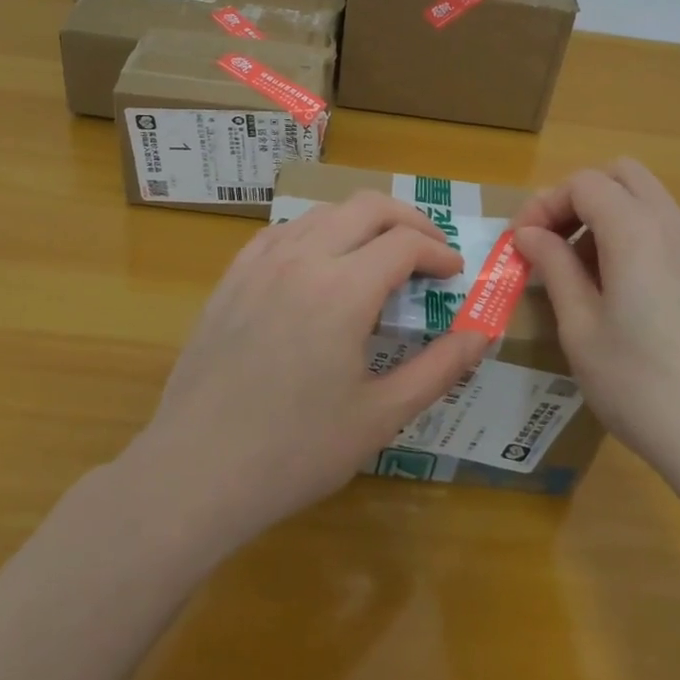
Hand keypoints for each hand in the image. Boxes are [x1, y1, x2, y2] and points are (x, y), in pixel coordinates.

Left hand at [130, 192, 491, 547]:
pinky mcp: (232, 278)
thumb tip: (483, 335)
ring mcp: (260, 264)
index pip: (405, 243)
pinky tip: (319, 264)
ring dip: (362, 222)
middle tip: (429, 251)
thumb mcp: (380, 416)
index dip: (438, 252)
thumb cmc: (296, 451)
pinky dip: (316, 233)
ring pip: (323, 213)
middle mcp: (302, 259)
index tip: (455, 274)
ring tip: (380, 255)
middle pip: (367, 207)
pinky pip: (282, 233)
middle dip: (409, 220)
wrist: (197, 472)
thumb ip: (439, 369)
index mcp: (343, 289)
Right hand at [513, 159, 679, 507]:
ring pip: (647, 199)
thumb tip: (529, 234)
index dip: (544, 204)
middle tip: (552, 242)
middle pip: (621, 175)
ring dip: (607, 215)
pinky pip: (667, 229)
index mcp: (636, 230)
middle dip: (579, 197)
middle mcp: (673, 224)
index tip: (520, 243)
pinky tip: (621, 290)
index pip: (583, 183)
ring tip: (581, 271)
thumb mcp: (580, 327)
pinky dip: (634, 236)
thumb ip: (554, 267)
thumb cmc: (639, 384)